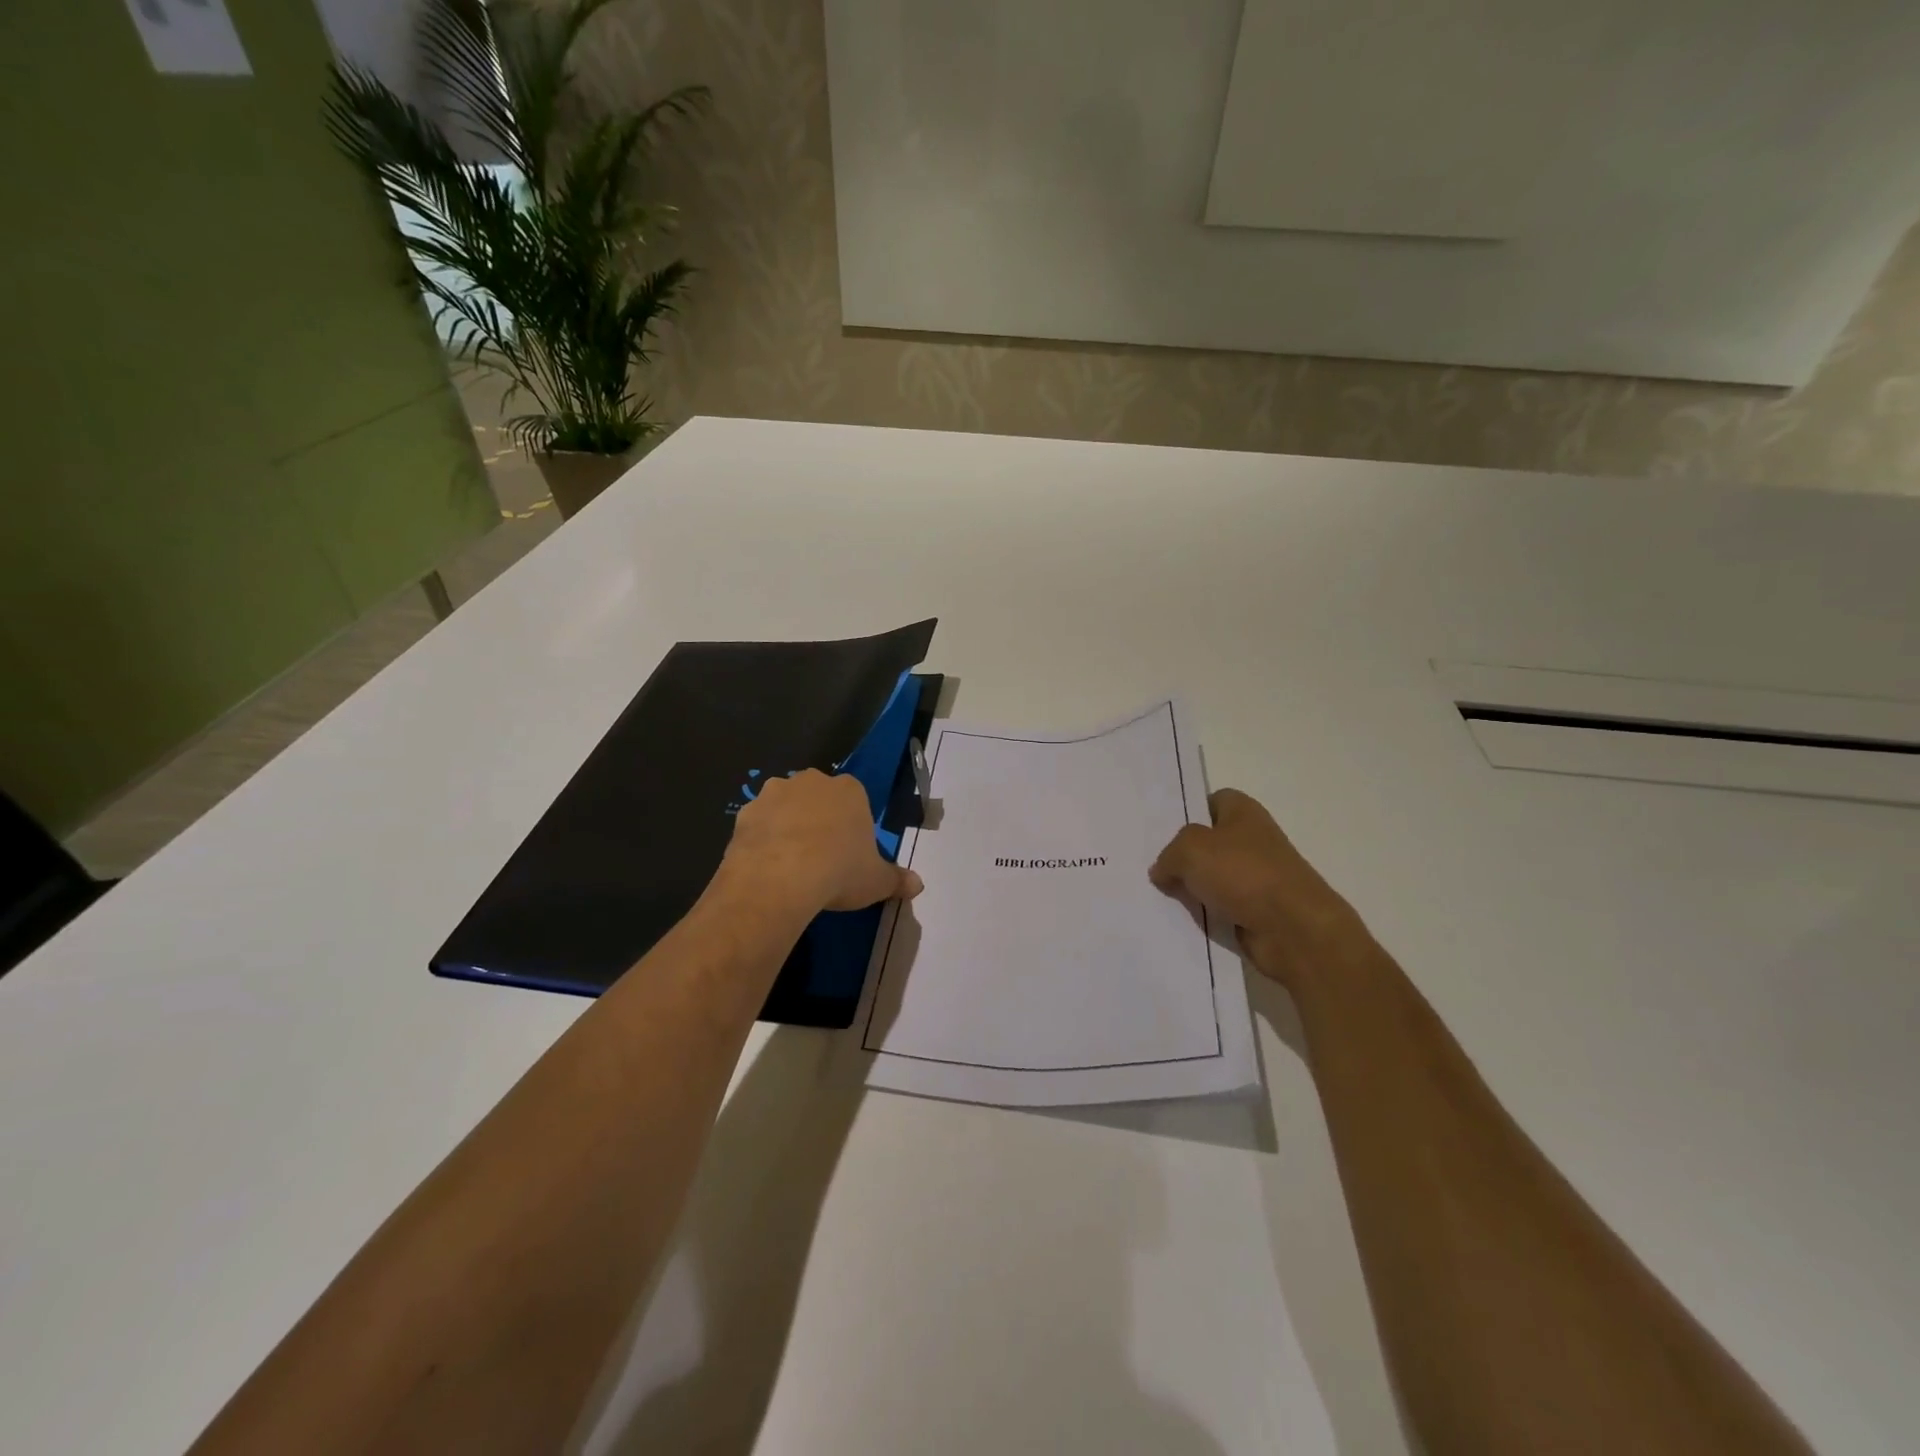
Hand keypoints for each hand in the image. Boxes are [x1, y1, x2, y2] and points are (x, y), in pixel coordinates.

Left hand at [721, 769, 922, 915]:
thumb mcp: (876, 881)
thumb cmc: (839, 871)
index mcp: (849, 790)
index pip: (855, 799)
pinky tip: (766, 866)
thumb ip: (897, 880)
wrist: (779, 878)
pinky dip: (761, 839)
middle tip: (821, 856)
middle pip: (818, 797)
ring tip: (790, 863)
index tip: (850, 852)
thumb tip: (918, 885)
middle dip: (819, 818)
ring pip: (785, 806)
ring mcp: (774, 793)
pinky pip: (758, 824)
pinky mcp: (744, 812)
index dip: (852, 825)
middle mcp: (812, 782)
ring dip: (787, 825)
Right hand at [1150, 788, 1365, 989]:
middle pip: (1208, 842)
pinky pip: (1219, 907)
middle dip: (1182, 855)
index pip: (1212, 801)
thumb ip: (1169, 854)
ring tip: (1158, 895)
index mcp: (1243, 812)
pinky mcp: (1256, 910)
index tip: (1162, 830)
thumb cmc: (1243, 873)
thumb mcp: (1190, 849)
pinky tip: (1181, 919)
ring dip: (1190, 888)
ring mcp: (1256, 877)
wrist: (1294, 930)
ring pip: (1211, 877)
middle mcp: (1252, 840)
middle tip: (1153, 866)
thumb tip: (1162, 870)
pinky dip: (1204, 914)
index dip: (1188, 812)